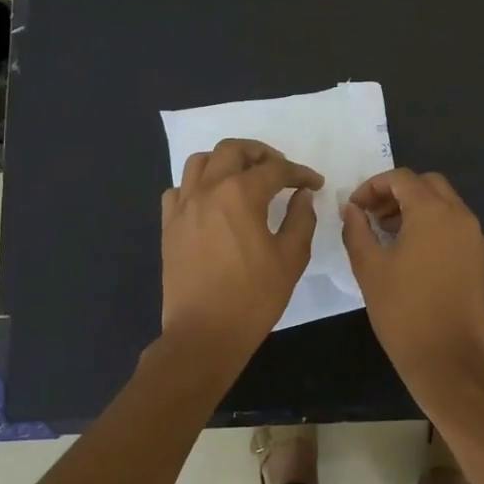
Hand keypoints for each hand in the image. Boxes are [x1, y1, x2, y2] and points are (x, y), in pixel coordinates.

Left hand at [160, 138, 322, 374]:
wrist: (204, 333)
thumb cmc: (253, 297)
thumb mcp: (291, 258)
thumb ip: (301, 219)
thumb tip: (302, 196)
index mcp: (241, 194)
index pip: (276, 169)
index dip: (300, 173)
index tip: (314, 183)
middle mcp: (209, 190)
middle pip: (232, 150)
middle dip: (260, 153)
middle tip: (279, 168)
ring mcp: (184, 206)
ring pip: (200, 161)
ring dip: (225, 161)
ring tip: (243, 177)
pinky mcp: (169, 225)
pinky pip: (180, 189)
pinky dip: (197, 186)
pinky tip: (212, 202)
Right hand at [340, 168, 483, 399]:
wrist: (447, 359)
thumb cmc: (403, 311)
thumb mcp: (369, 267)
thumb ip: (356, 229)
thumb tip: (351, 208)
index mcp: (433, 212)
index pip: (401, 178)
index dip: (372, 186)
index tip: (354, 207)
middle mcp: (459, 216)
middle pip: (427, 184)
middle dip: (396, 192)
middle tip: (371, 215)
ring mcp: (473, 237)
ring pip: (443, 203)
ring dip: (415, 207)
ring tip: (386, 234)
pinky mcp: (478, 257)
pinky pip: (454, 225)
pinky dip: (432, 224)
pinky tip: (410, 251)